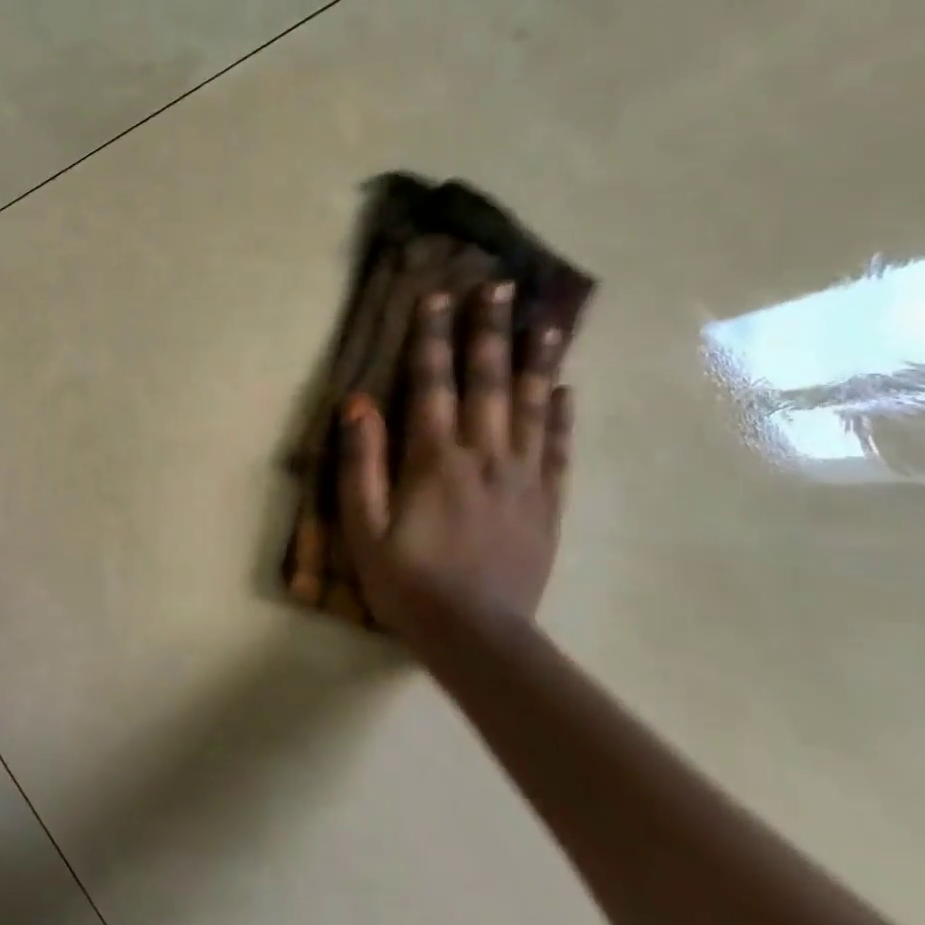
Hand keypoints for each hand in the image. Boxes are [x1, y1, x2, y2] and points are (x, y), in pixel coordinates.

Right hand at [337, 282, 571, 644]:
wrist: (477, 638)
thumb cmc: (407, 582)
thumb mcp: (363, 527)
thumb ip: (360, 462)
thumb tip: (357, 403)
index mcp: (434, 460)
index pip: (432, 384)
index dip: (432, 338)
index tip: (437, 296)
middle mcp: (484, 456)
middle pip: (487, 382)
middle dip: (490, 331)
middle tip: (500, 286)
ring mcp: (522, 479)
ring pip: (530, 407)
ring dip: (535, 361)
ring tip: (546, 321)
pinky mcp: (547, 504)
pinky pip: (557, 450)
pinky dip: (561, 417)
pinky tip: (566, 390)